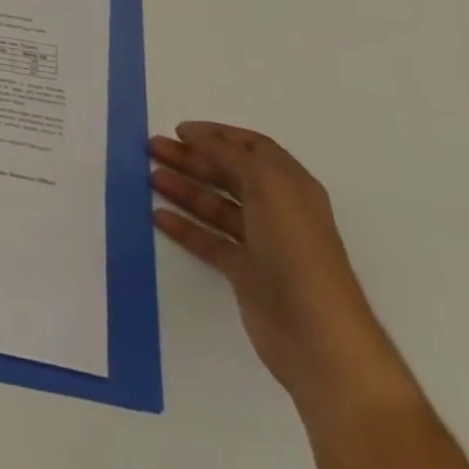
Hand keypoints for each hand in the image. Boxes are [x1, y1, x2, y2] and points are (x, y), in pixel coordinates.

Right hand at [150, 122, 415, 418]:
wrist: (318, 338)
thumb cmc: (297, 251)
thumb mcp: (269, 188)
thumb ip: (232, 156)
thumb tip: (199, 136)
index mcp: (291, 187)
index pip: (253, 148)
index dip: (217, 135)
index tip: (179, 130)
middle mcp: (278, 210)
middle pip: (230, 174)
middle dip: (192, 158)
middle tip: (152, 148)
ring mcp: (262, 244)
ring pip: (216, 206)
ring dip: (184, 188)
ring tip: (150, 177)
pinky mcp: (246, 273)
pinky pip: (209, 241)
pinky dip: (185, 227)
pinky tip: (158, 217)